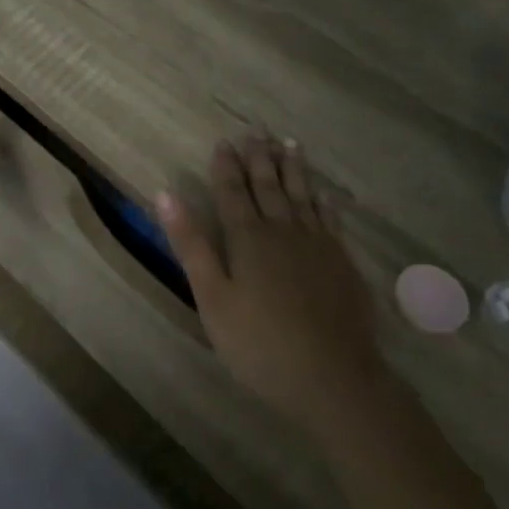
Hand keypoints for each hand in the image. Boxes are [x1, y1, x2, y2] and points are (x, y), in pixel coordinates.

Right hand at [155, 135, 380, 433]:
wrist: (334, 378)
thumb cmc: (260, 343)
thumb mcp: (212, 298)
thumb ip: (191, 245)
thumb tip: (166, 195)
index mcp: (248, 239)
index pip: (233, 192)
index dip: (226, 167)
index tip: (223, 141)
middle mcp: (284, 231)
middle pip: (269, 186)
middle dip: (259, 157)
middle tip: (256, 130)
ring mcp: (317, 245)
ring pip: (302, 195)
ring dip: (293, 168)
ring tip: (289, 143)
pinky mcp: (342, 262)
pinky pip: (329, 218)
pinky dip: (322, 200)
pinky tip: (321, 191)